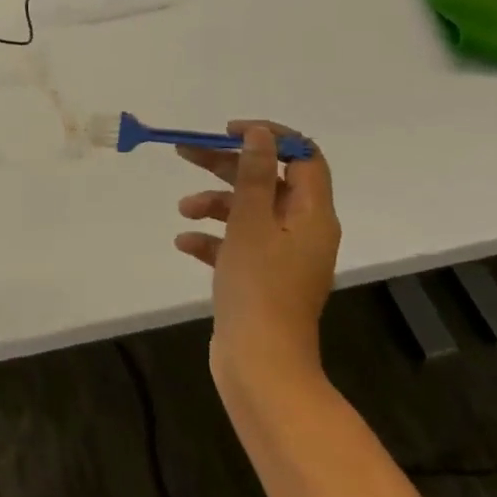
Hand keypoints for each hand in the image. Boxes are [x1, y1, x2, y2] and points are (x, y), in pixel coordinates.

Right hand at [175, 122, 339, 394]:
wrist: (260, 364)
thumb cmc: (258, 286)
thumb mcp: (251, 222)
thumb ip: (255, 175)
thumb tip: (261, 133)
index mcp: (312, 215)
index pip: (303, 157)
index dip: (269, 138)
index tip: (229, 132)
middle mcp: (303, 231)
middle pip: (269, 181)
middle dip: (227, 166)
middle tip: (186, 153)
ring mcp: (283, 257)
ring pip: (249, 213)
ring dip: (215, 204)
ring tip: (183, 210)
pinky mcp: (262, 279)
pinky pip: (238, 245)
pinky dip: (214, 239)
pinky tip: (185, 244)